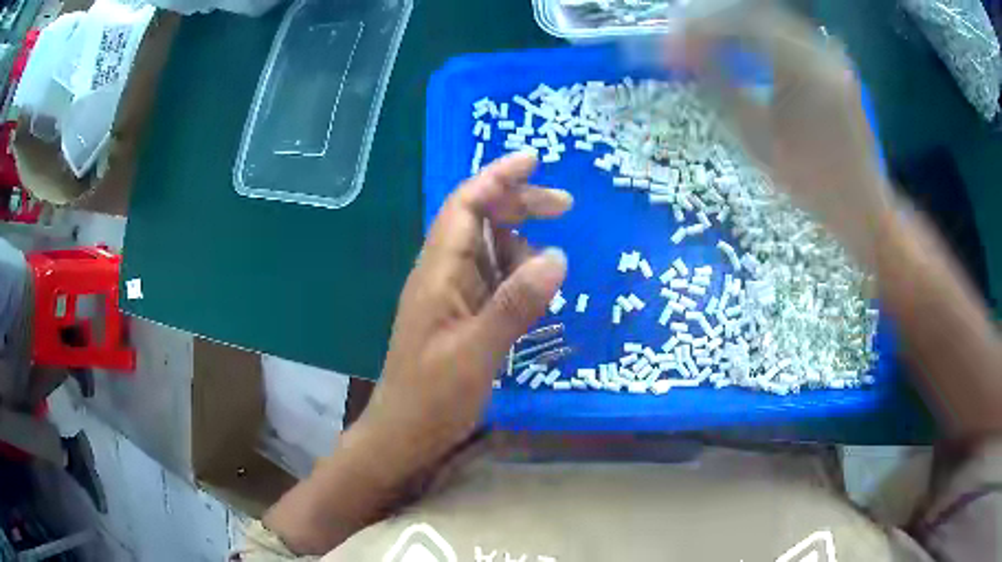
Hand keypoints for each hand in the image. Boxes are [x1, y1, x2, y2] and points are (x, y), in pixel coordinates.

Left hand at [352, 151, 570, 488]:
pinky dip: (518, 276)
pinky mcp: (461, 315)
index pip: (465, 205)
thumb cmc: (432, 397)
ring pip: (490, 250)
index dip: (497, 177)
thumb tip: (557, 258)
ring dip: (522, 248)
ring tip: (548, 274)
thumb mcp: (476, 353)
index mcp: (438, 272)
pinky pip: (493, 280)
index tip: (534, 161)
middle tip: (565, 207)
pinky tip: (536, 294)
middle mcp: (442, 274)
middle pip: (480, 219)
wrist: (404, 433)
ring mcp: (451, 295)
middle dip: (519, 205)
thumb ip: (514, 305)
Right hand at [671, 3, 894, 268]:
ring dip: (733, 27)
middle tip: (681, 40)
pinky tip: (739, 50)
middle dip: (712, 22)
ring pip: (769, 21)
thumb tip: (683, 55)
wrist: (863, 209)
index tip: (669, 46)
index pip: (739, 23)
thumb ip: (720, 88)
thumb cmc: (812, 187)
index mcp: (803, 69)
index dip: (698, 28)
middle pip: (753, 13)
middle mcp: (819, 50)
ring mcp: (830, 54)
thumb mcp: (760, 141)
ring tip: (702, 43)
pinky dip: (757, 38)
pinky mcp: (833, 64)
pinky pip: (787, 36)